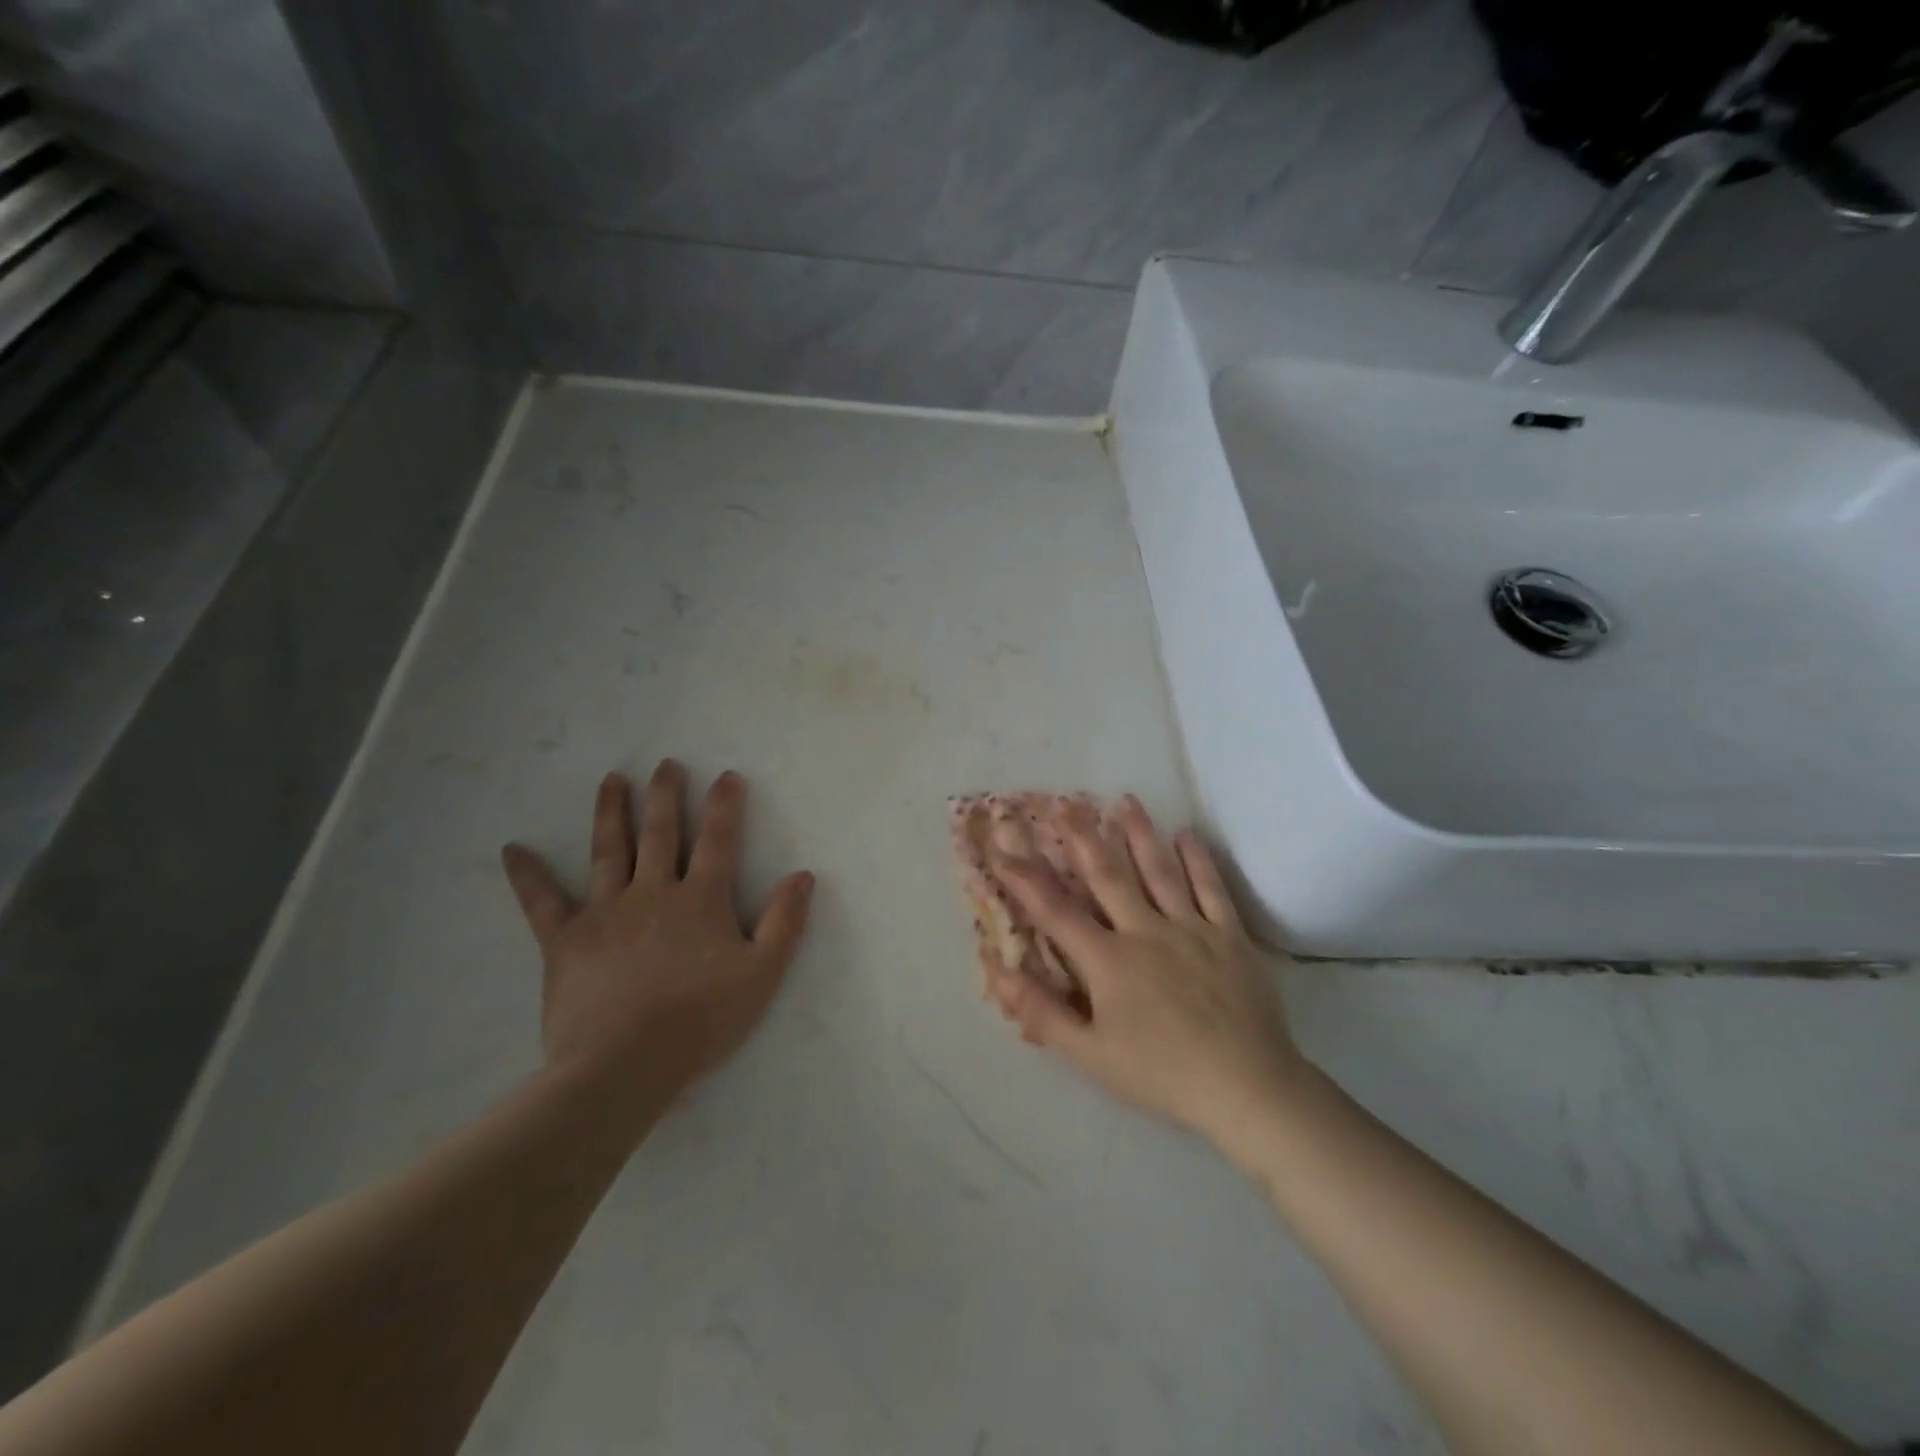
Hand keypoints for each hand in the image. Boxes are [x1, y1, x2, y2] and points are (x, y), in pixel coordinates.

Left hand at [501, 760, 814, 1105]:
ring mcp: (605, 911)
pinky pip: (542, 901)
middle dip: (665, 795)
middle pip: (660, 832)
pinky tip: (513, 849)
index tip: (727, 776)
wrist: (624, 1065)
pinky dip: (528, 875)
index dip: (725, 805)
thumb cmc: (701, 1021)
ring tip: (612, 779)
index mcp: (700, 899)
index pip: (718, 840)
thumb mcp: (762, 974)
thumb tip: (803, 875)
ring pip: (608, 850)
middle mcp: (653, 892)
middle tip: (666, 764)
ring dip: (611, 812)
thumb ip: (784, 922)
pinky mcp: (565, 940)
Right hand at [982, 795, 1302, 1143]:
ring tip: (1125, 801)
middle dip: (1082, 836)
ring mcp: (1191, 929)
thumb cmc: (1161, 1073)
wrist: (1247, 1087)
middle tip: (1065, 802)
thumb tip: (996, 971)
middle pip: (1107, 875)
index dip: (1024, 877)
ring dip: (1139, 834)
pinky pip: (1211, 889)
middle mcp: (1145, 931)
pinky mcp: (1230, 936)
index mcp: (1108, 960)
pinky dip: (1198, 860)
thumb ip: (1041, 1012)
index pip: (1055, 910)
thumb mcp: (1090, 1054)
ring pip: (1159, 870)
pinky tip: (1186, 835)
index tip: (1003, 845)